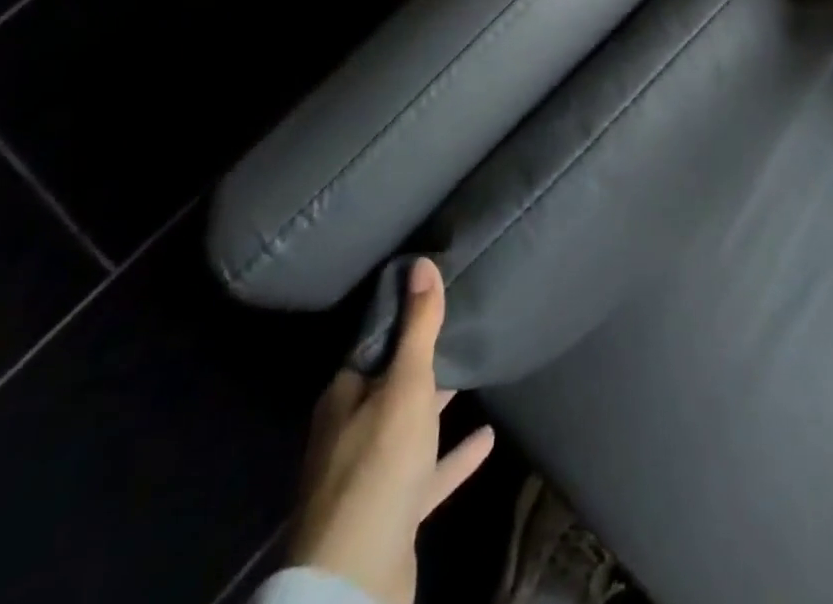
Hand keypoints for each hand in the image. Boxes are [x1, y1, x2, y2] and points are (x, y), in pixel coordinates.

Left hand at [291, 258, 494, 603]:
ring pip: (410, 428)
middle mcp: (351, 432)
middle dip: (423, 360)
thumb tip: (420, 262)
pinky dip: (455, 455)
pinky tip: (488, 439)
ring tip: (474, 372)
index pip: (374, 344)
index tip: (435, 292)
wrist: (358, 578)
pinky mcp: (394, 511)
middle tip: (461, 326)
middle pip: (391, 384)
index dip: (403, 317)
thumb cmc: (380, 464)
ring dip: (438, 406)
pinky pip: (428, 472)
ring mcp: (372, 475)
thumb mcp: (406, 383)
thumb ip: (418, 327)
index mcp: (344, 397)